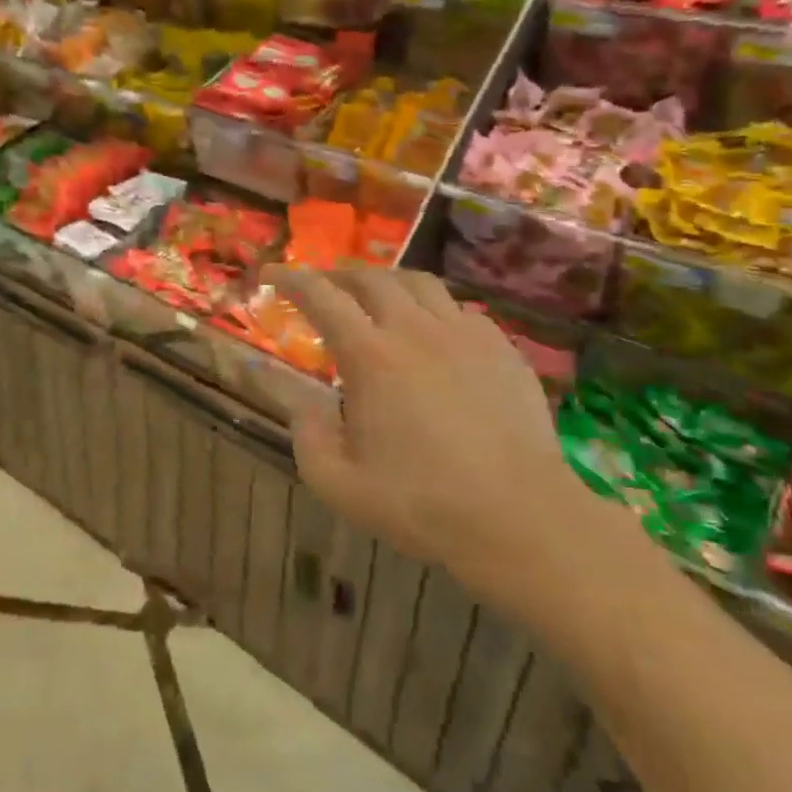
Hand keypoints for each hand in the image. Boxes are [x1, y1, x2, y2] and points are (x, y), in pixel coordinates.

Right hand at [269, 266, 613, 625]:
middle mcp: (416, 330)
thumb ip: (308, 438)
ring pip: (420, 284)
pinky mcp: (503, 349)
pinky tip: (433, 334)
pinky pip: (460, 310)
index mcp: (371, 357)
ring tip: (376, 299)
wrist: (520, 518)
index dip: (291, 278)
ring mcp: (465, 335)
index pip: (322, 297)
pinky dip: (434, 309)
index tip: (271, 273)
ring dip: (388, 283)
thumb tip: (303, 407)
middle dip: (339, 276)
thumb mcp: (340, 486)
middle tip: (323, 289)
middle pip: (372, 278)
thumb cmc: (422, 504)